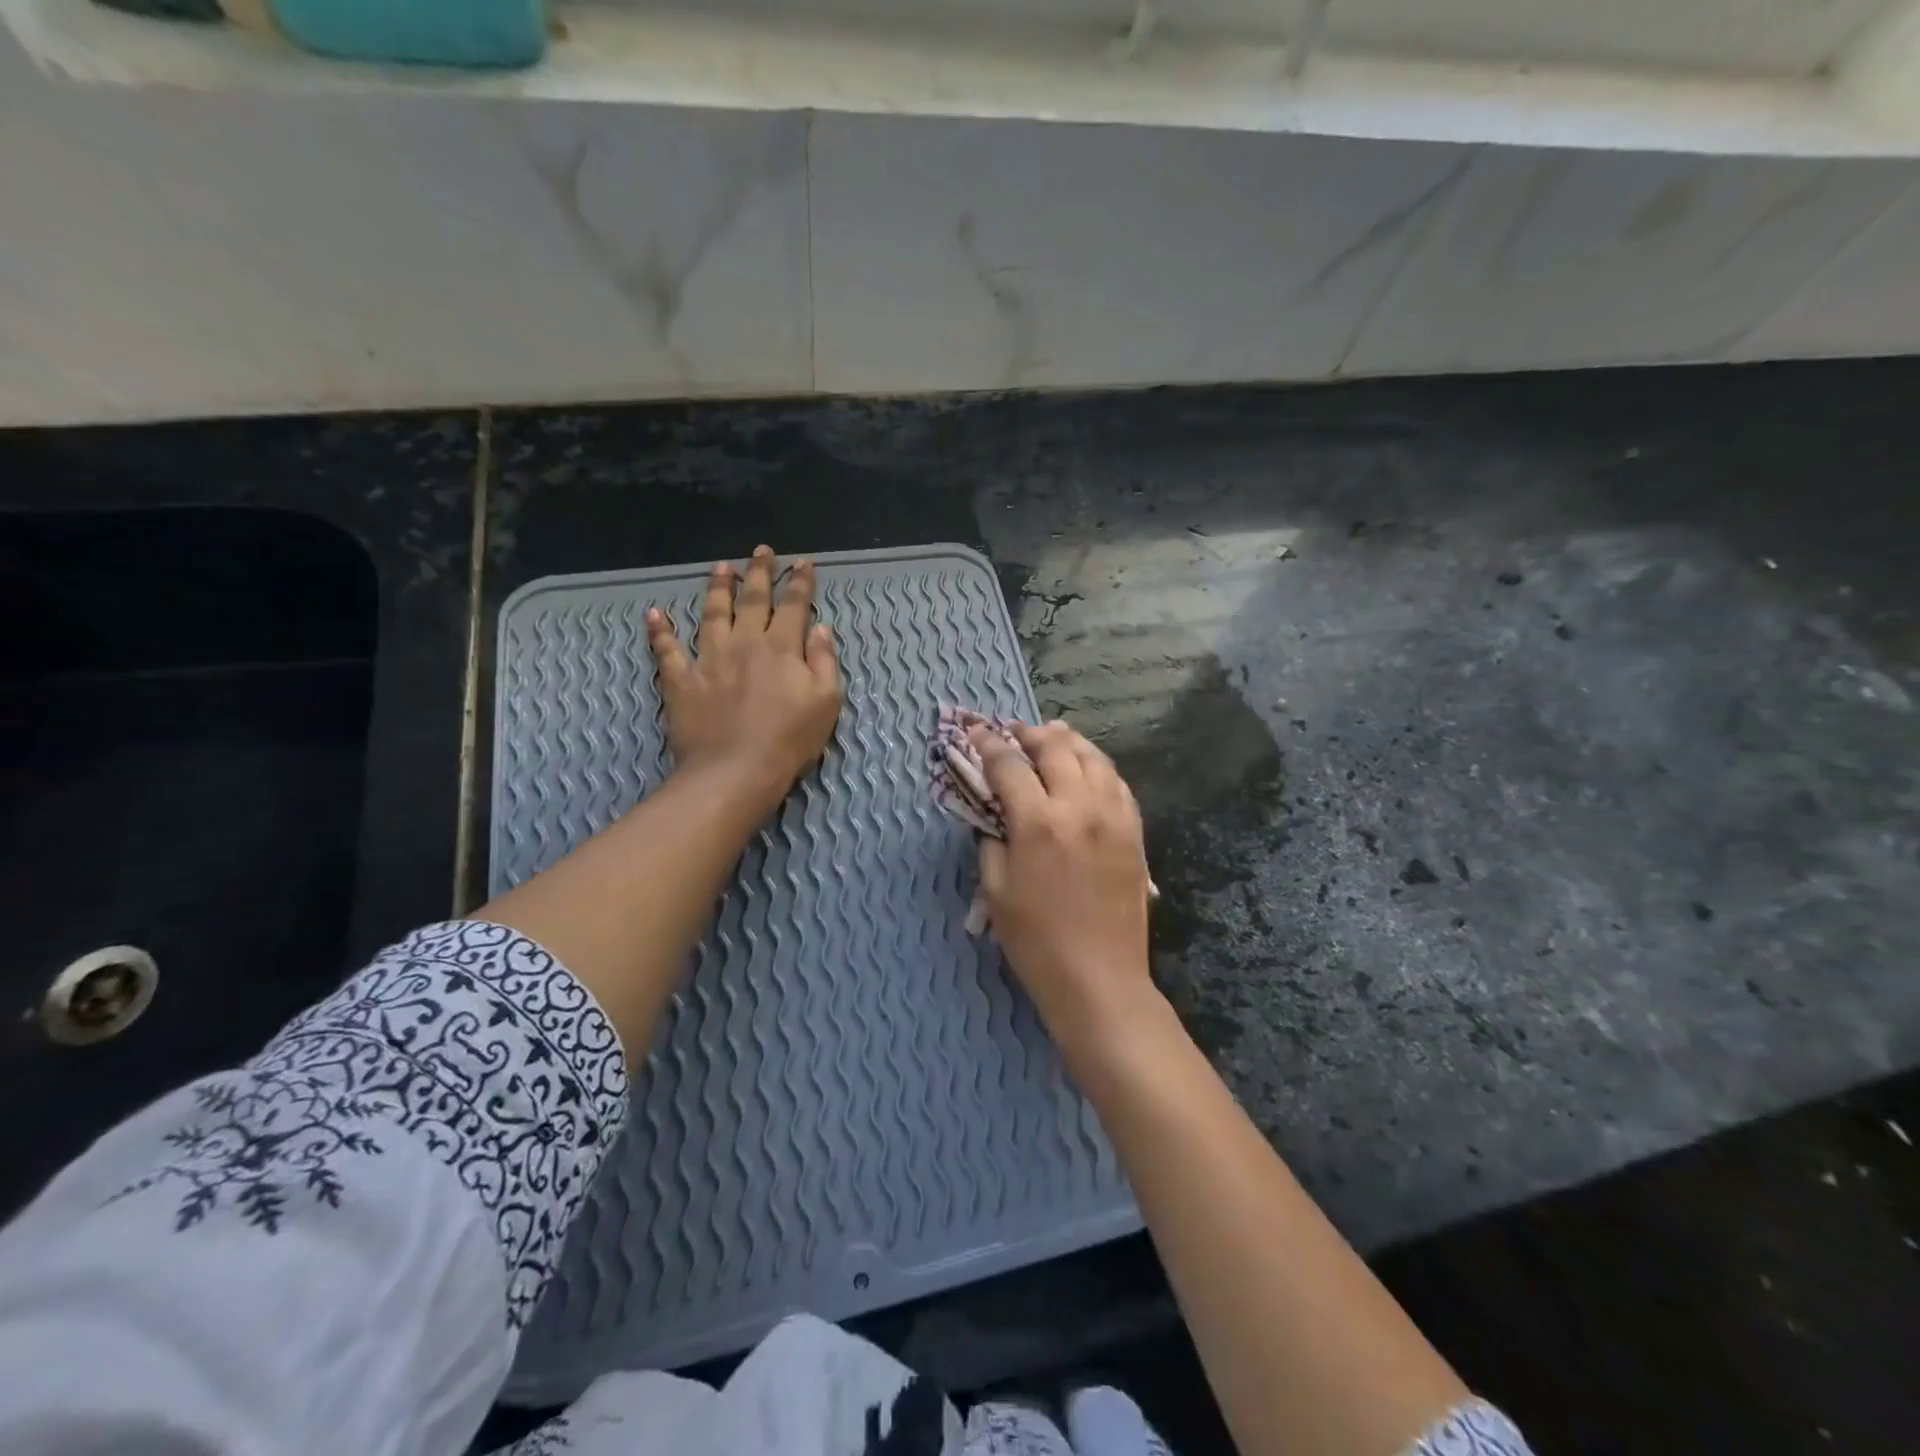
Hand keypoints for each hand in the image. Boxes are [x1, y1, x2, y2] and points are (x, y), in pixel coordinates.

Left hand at [645, 545, 841, 803]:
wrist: (736, 770)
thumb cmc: (790, 739)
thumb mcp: (826, 701)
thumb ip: (824, 661)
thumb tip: (820, 628)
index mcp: (782, 647)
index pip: (794, 606)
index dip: (800, 583)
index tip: (803, 563)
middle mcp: (744, 643)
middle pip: (752, 599)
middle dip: (759, 573)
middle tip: (762, 552)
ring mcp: (709, 659)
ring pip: (712, 613)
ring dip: (716, 588)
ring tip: (720, 568)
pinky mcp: (682, 680)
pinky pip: (667, 650)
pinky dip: (660, 631)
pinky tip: (654, 614)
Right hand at [973, 721, 1155, 1042]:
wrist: (1099, 978)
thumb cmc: (1036, 941)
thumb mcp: (995, 891)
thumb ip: (990, 842)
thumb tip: (994, 815)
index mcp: (1038, 822)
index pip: (1009, 764)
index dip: (988, 744)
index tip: (975, 731)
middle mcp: (1079, 807)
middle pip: (1056, 747)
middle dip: (1030, 733)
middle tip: (1015, 732)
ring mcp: (1113, 817)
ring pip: (1094, 758)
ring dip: (1069, 741)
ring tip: (1053, 737)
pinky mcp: (1134, 833)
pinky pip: (1118, 784)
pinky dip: (1098, 767)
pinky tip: (1088, 770)